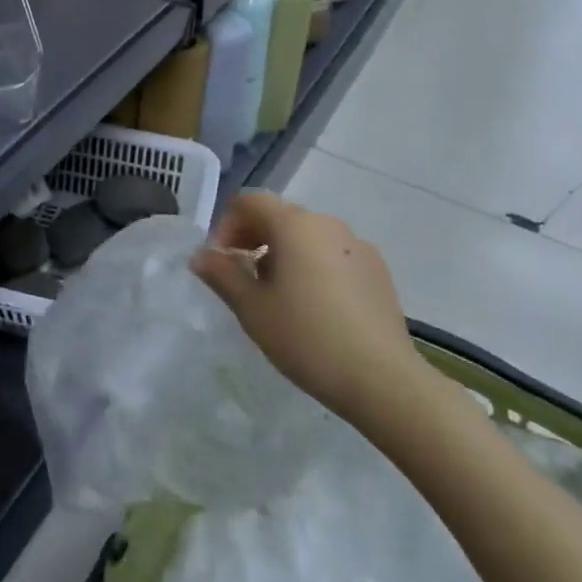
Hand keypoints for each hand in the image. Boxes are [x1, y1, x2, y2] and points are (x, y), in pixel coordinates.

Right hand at [190, 192, 422, 424]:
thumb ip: (222, 274)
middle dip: (253, 239)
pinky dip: (312, 266)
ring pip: (307, 236)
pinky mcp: (377, 270)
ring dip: (282, 253)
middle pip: (279, 215)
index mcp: (295, 225)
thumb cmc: (306, 338)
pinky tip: (313, 308)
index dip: (226, 225)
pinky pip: (333, 254)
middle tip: (241, 280)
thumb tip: (200, 255)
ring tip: (277, 297)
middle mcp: (328, 224)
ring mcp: (358, 245)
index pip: (250, 201)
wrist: (382, 379)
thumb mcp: (251, 308)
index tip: (221, 262)